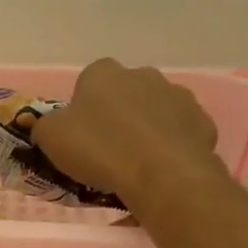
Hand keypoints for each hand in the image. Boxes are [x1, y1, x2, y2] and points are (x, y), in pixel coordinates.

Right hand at [31, 57, 221, 206]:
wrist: (161, 174)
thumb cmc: (99, 150)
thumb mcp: (50, 138)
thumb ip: (45, 126)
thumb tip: (49, 126)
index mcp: (103, 73)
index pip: (87, 82)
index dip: (81, 108)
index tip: (79, 135)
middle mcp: (143, 74)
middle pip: (124, 94)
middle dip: (116, 115)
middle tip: (105, 151)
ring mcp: (178, 96)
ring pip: (154, 112)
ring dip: (145, 129)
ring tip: (134, 164)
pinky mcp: (202, 122)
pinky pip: (179, 133)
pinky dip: (170, 147)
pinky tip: (160, 170)